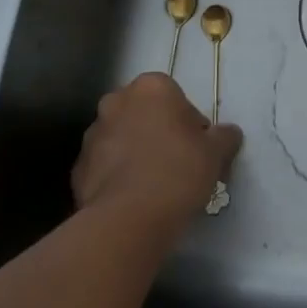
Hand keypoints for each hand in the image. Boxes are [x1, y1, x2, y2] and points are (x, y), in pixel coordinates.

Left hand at [73, 73, 240, 226]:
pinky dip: (117, 176)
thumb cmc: (178, 171)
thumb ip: (225, 136)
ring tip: (154, 185)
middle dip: (158, 132)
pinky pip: (105, 166)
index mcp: (151, 87)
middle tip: (177, 163)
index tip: (197, 147)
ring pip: (122, 138)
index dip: (189, 122)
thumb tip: (228, 133)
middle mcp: (116, 102)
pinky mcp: (78, 168)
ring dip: (135, 152)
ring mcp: (92, 135)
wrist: (128, 219)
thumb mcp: (216, 152)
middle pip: (145, 113)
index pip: (175, 96)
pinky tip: (134, 198)